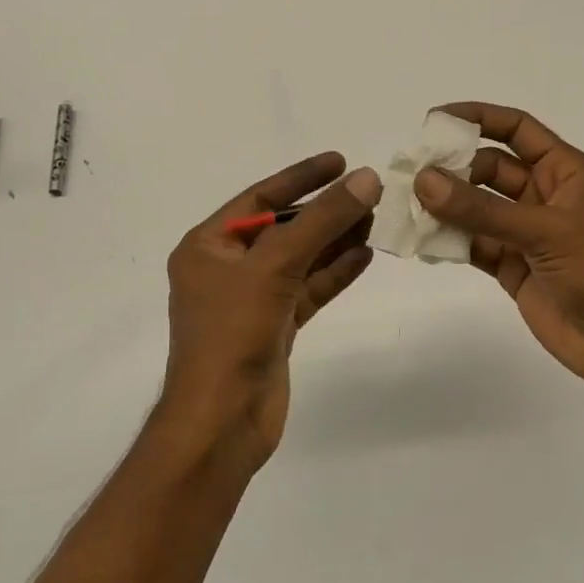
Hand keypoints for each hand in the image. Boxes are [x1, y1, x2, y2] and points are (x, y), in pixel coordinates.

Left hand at [159, 152, 380, 471]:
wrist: (222, 422)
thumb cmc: (233, 333)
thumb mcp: (275, 266)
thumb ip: (321, 221)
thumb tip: (367, 179)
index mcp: (208, 247)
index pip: (258, 198)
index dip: (301, 177)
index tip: (340, 160)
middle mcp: (227, 269)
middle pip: (283, 228)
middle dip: (325, 211)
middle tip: (369, 192)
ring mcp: (252, 300)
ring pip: (300, 259)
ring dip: (335, 239)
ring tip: (376, 218)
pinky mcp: (274, 327)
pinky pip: (308, 290)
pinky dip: (335, 273)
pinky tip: (365, 255)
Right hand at [414, 103, 583, 393]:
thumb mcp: (546, 231)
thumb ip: (482, 209)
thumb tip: (424, 181)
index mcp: (565, 172)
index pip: (518, 130)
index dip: (479, 118)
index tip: (435, 121)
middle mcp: (542, 197)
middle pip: (489, 169)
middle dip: (453, 168)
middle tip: (411, 174)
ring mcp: (525, 235)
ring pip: (476, 209)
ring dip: (445, 206)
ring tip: (405, 205)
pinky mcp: (512, 268)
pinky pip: (474, 245)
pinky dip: (449, 242)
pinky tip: (422, 239)